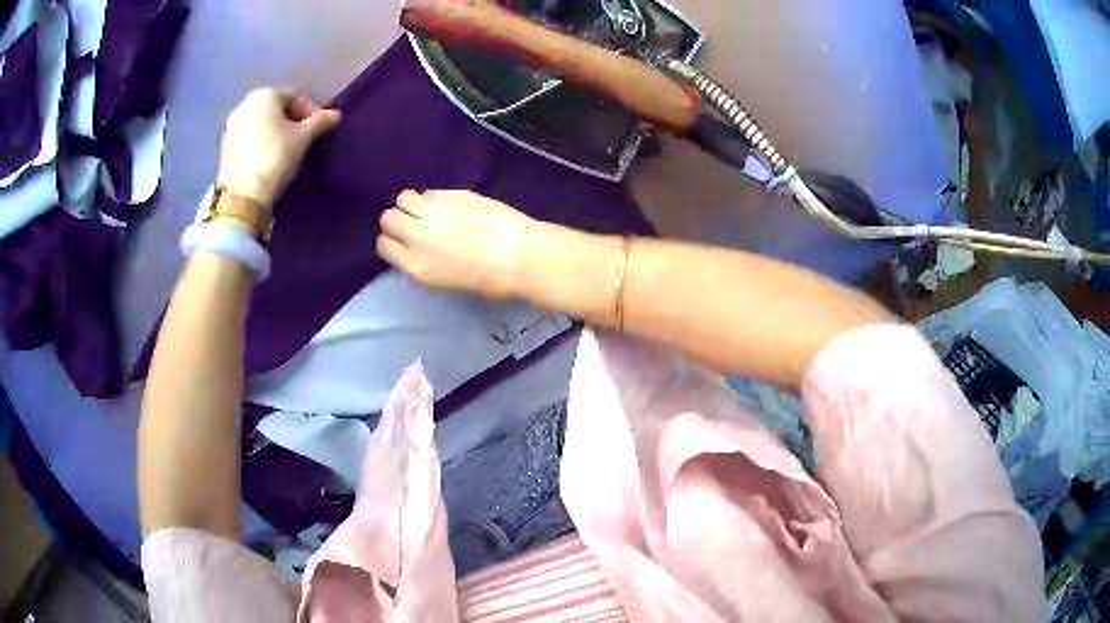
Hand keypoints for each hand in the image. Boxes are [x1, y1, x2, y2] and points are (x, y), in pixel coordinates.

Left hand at [218, 88, 340, 205]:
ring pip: (261, 123)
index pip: (295, 96)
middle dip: (291, 120)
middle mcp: (245, 104)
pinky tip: (269, 158)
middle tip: (304, 139)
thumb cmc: (275, 157)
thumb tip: (335, 115)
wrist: (242, 195)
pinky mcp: (225, 147)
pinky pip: (249, 137)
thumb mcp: (303, 138)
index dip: (311, 111)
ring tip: (286, 150)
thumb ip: (320, 122)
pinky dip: (261, 142)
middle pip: (276, 108)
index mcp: (265, 95)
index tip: (319, 129)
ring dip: (275, 132)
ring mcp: (232, 126)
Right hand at [377, 190, 537, 298]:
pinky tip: (450, 205)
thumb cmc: (490, 280)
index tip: (404, 241)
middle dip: (398, 219)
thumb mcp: (445, 281)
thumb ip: (424, 262)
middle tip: (415, 222)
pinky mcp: (451, 194)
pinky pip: (429, 191)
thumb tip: (417, 248)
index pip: (384, 245)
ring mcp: (433, 212)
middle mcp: (417, 237)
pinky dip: (434, 197)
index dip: (393, 241)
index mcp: (415, 266)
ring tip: (429, 209)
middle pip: (388, 218)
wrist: (520, 256)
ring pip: (404, 198)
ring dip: (412, 203)